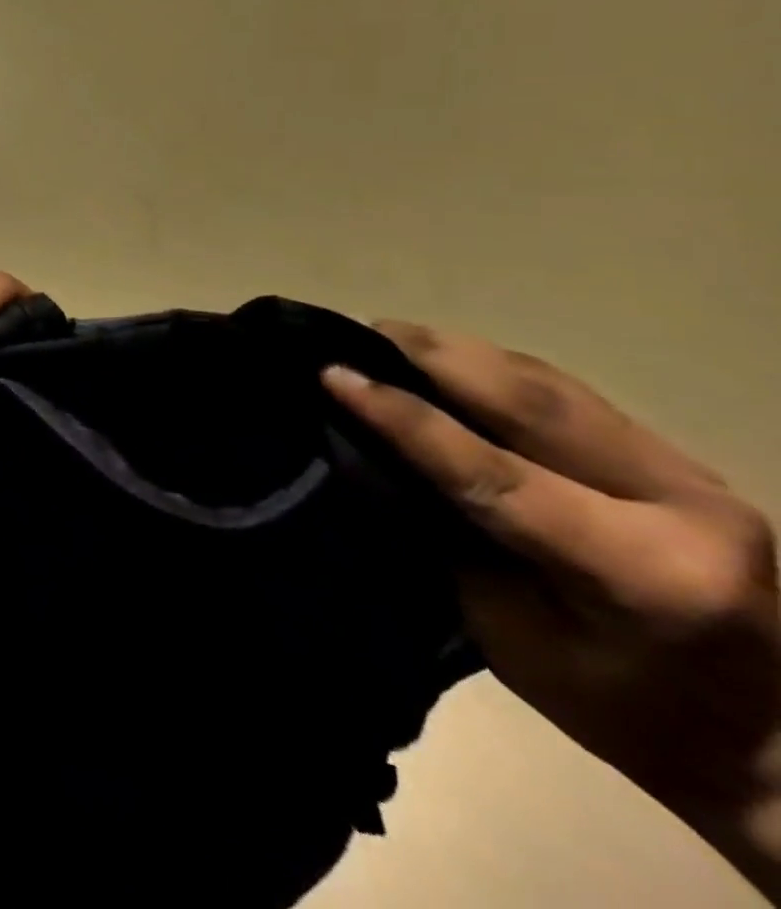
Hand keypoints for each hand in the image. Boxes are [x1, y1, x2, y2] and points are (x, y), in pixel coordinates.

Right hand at [323, 327, 780, 893]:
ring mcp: (693, 474)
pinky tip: (448, 358)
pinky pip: (569, 394)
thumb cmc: (616, 706)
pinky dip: (494, 368)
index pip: (495, 473)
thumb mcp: (510, 636)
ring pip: (551, 385)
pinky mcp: (680, 459)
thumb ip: (449, 540)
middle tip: (354, 332)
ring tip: (387, 334)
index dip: (404, 419)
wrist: (766, 739)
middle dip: (433, 357)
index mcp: (643, 573)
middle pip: (532, 404)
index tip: (332, 377)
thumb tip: (371, 459)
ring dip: (459, 353)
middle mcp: (683, 508)